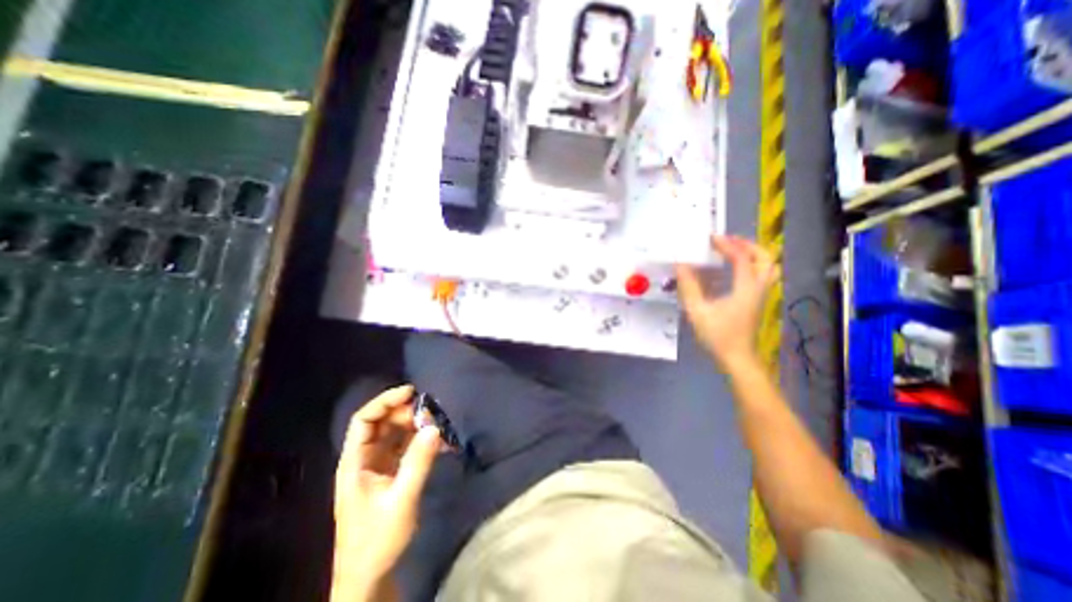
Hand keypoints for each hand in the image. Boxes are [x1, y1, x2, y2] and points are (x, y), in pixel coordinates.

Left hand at [331, 385, 440, 601]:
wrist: (369, 576)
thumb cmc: (377, 539)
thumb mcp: (402, 499)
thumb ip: (418, 462)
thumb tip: (435, 427)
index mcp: (355, 462)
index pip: (364, 420)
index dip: (385, 401)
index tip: (412, 392)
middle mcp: (364, 458)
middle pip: (383, 423)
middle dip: (407, 413)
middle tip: (432, 414)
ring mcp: (377, 465)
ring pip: (395, 433)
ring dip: (416, 426)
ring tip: (438, 426)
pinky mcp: (390, 472)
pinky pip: (405, 446)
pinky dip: (420, 440)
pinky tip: (438, 442)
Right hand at [677, 236, 779, 368]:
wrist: (737, 358)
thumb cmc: (718, 335)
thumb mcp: (698, 311)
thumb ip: (689, 287)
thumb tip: (681, 266)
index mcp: (746, 289)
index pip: (741, 258)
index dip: (727, 245)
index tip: (712, 238)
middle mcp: (758, 288)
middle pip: (766, 258)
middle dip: (748, 245)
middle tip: (728, 241)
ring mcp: (761, 295)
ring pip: (769, 267)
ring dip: (754, 254)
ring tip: (734, 251)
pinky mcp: (758, 302)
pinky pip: (762, 276)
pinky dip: (752, 265)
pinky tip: (734, 270)